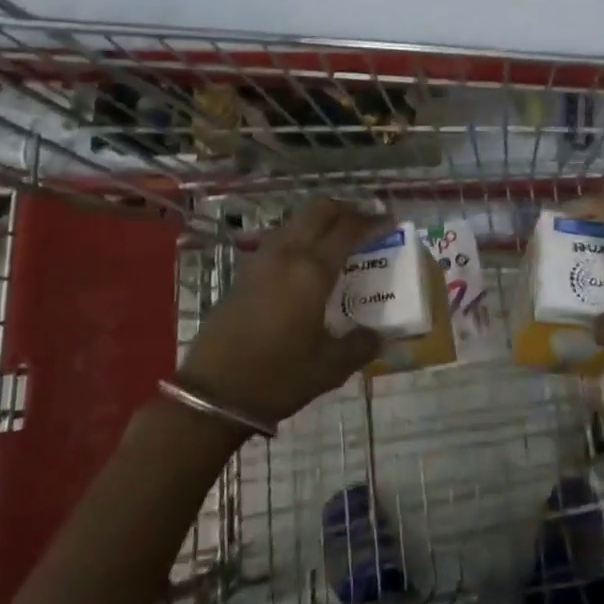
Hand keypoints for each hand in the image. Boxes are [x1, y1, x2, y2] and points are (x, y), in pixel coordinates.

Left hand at [179, 198, 383, 428]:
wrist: (213, 393)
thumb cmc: (278, 377)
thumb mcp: (329, 367)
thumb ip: (360, 345)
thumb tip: (380, 336)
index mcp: (312, 270)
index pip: (348, 229)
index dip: (372, 221)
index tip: (389, 222)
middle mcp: (287, 254)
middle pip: (318, 210)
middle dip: (345, 210)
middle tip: (364, 224)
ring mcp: (261, 260)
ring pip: (296, 220)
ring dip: (319, 221)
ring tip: (337, 241)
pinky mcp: (244, 272)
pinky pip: (279, 239)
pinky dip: (299, 237)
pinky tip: (306, 263)